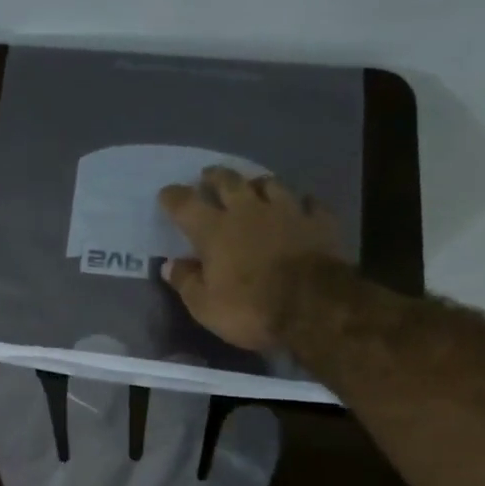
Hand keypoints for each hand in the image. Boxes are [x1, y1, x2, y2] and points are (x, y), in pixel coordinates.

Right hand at [158, 165, 345, 352]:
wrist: (315, 307)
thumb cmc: (250, 309)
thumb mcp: (205, 307)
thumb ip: (186, 282)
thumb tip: (170, 264)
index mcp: (214, 231)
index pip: (186, 205)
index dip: (173, 197)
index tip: (166, 194)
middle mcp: (248, 211)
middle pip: (228, 182)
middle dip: (214, 177)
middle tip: (208, 176)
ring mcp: (287, 211)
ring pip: (269, 184)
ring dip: (256, 183)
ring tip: (252, 186)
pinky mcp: (318, 221)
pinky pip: (308, 202)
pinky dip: (300, 202)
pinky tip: (299, 206)